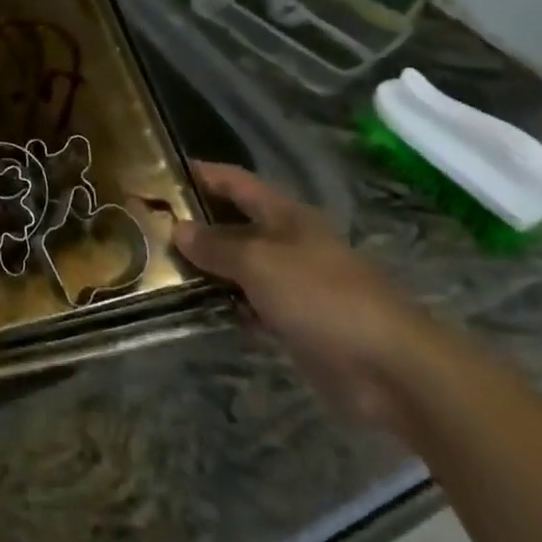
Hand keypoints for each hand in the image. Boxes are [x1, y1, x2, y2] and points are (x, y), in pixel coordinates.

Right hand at [174, 162, 437, 430]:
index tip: (160, 173)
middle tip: (149, 227)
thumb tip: (177, 228)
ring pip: (240, 266)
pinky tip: (197, 309)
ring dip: (208, 268)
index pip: (235, 182)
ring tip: (161, 268)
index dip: (201, 174)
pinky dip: (227, 304)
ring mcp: (294, 284)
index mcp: (284, 215)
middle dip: (196, 224)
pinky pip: (251, 304)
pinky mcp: (297, 323)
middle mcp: (288, 242)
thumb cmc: (322, 296)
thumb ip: (216, 245)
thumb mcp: (259, 262)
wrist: (391, 369)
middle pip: (235, 223)